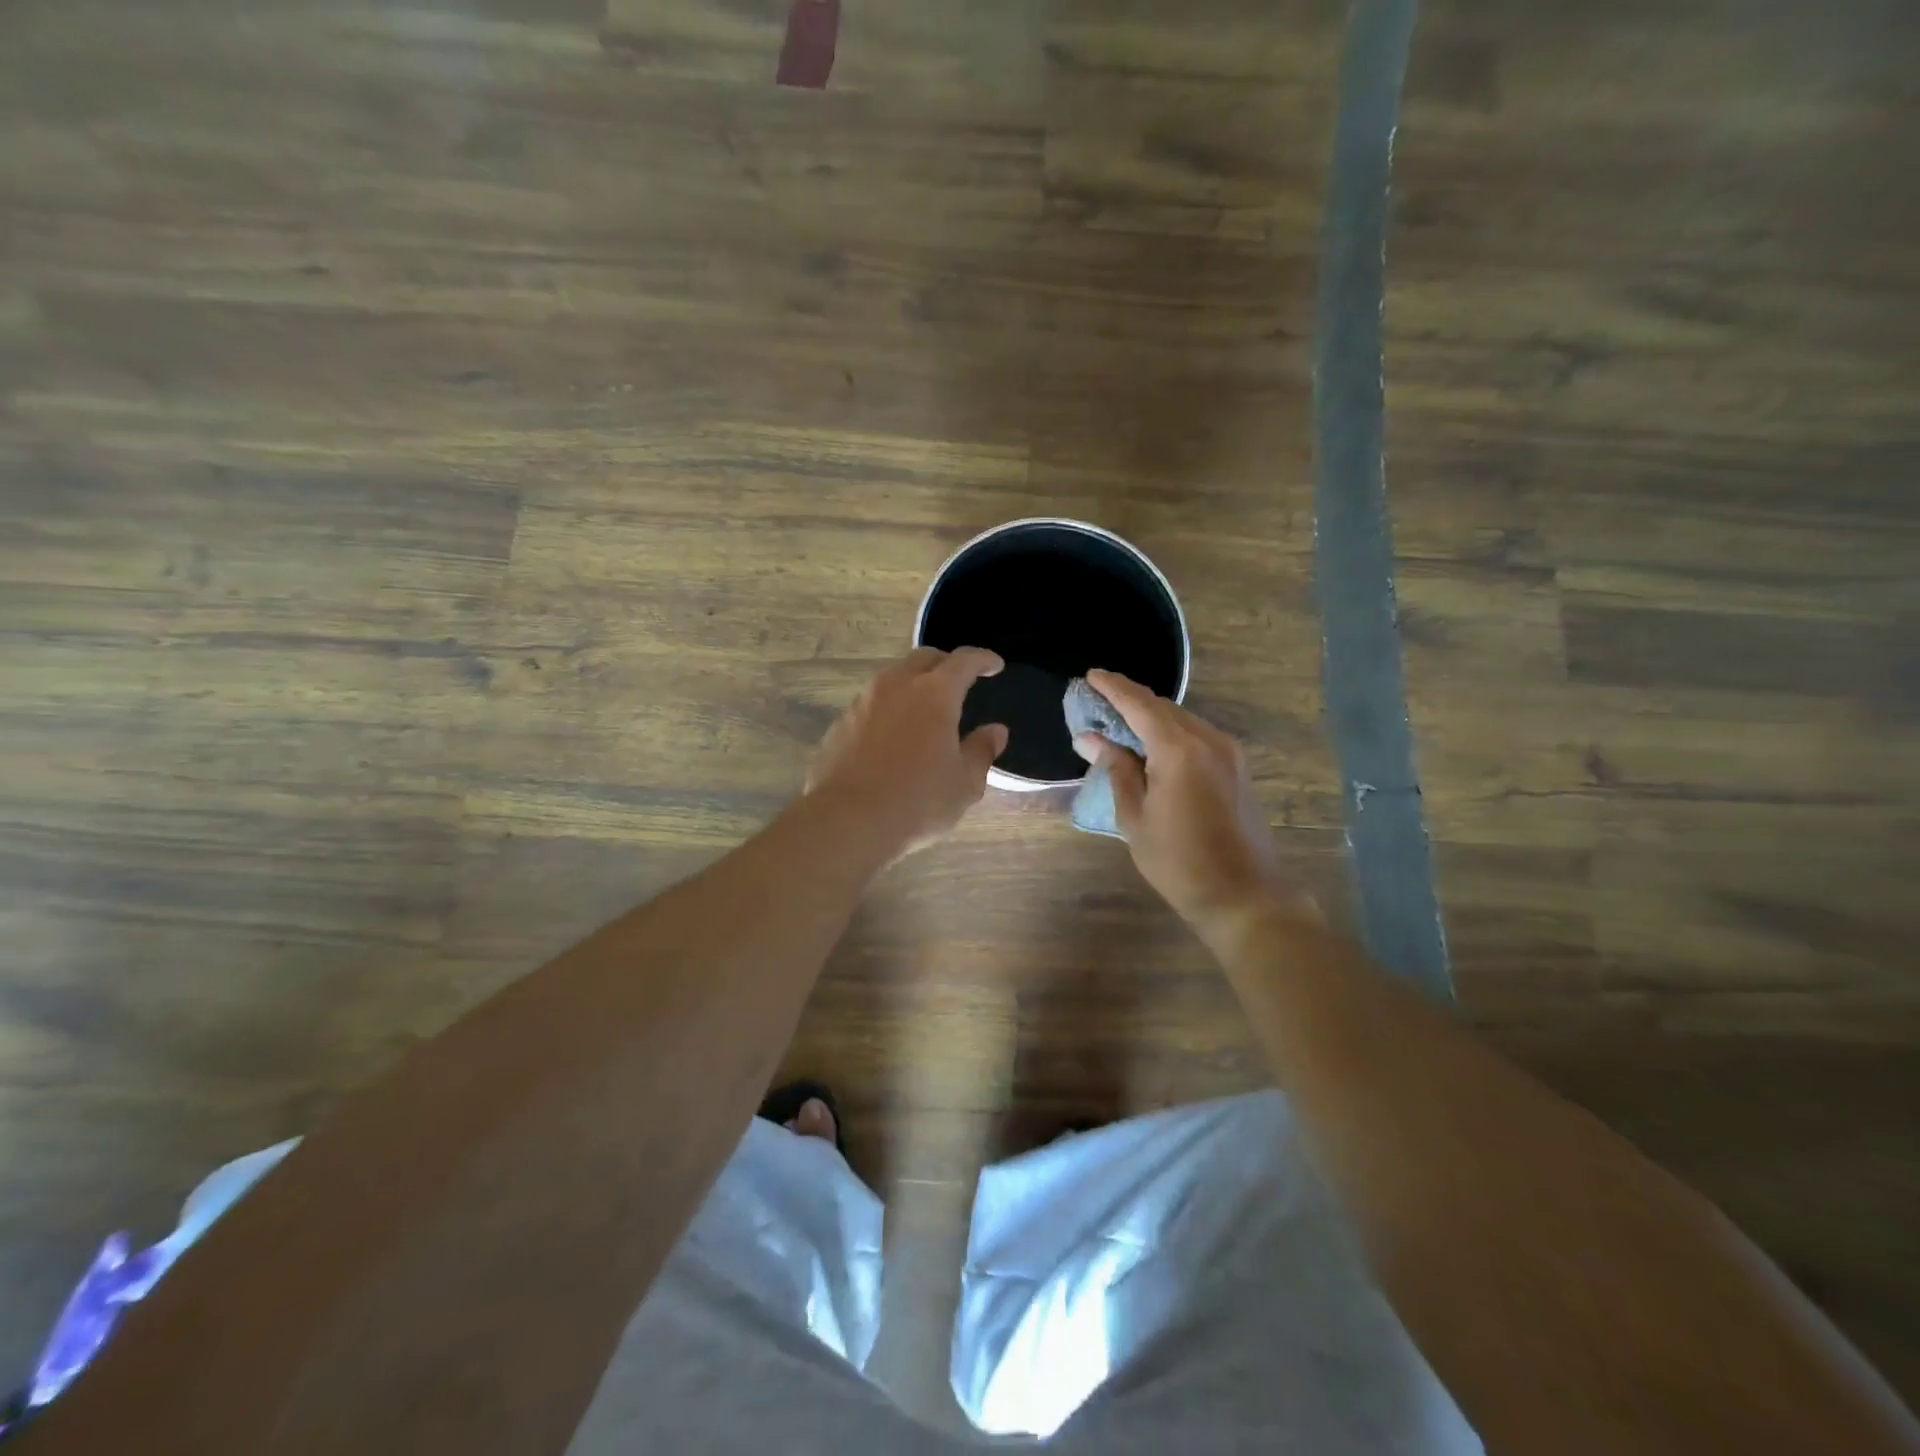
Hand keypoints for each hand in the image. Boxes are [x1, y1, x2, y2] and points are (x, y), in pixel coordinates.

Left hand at [807, 647, 1008, 855]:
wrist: (847, 821)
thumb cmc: (917, 801)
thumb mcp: (964, 783)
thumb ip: (981, 751)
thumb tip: (995, 731)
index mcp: (935, 694)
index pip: (964, 661)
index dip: (983, 659)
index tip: (994, 665)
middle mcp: (896, 686)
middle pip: (924, 659)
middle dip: (945, 664)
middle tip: (958, 681)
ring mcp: (863, 702)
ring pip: (893, 678)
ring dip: (913, 685)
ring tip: (924, 709)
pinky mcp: (840, 724)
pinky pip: (871, 705)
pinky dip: (888, 710)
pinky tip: (892, 737)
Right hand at [1073, 669, 1313, 933]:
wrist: (1244, 895)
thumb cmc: (1178, 861)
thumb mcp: (1135, 817)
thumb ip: (1116, 769)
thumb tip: (1090, 738)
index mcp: (1178, 749)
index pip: (1138, 705)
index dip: (1112, 689)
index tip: (1090, 676)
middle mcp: (1207, 739)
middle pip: (1162, 706)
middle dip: (1129, 699)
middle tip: (1097, 701)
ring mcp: (1227, 751)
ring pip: (1182, 719)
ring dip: (1150, 715)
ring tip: (1119, 721)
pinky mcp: (1236, 766)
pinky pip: (1196, 734)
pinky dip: (1170, 731)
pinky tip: (1151, 743)